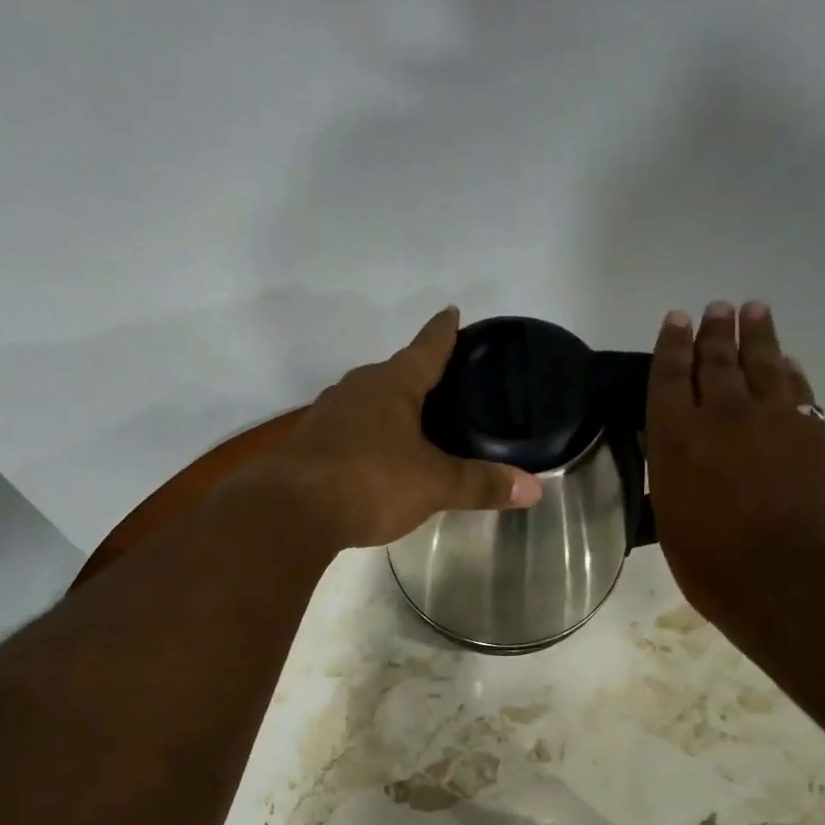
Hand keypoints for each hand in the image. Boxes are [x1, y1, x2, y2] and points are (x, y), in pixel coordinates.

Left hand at [261, 307, 543, 548]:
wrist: (290, 512)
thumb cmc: (370, 482)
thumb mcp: (434, 485)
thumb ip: (481, 484)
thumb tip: (534, 490)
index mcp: (392, 384)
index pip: (427, 347)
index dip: (444, 332)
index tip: (454, 312)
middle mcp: (357, 389)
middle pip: (396, 374)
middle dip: (420, 376)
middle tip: (448, 384)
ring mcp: (328, 416)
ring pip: (370, 404)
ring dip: (392, 409)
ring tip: (417, 423)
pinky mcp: (311, 445)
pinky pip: (351, 432)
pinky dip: (370, 438)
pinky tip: (379, 458)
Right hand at [646, 300, 824, 622]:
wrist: (782, 578)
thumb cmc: (709, 561)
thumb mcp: (668, 514)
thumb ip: (671, 468)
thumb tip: (675, 441)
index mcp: (677, 436)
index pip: (670, 375)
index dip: (672, 344)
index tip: (676, 319)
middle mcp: (723, 414)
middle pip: (717, 358)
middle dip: (714, 330)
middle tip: (715, 309)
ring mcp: (772, 418)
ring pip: (763, 362)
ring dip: (756, 333)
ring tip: (753, 311)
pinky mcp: (810, 430)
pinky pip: (798, 388)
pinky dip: (790, 370)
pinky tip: (787, 362)